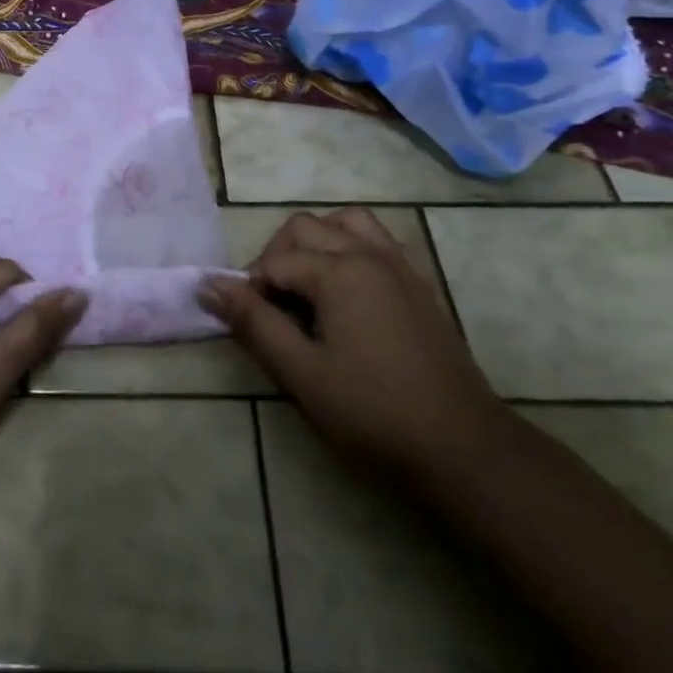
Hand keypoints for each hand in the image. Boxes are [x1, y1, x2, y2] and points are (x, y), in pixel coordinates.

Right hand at [198, 208, 507, 475]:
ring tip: (308, 287)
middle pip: (306, 228)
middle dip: (278, 257)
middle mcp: (370, 255)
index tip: (251, 327)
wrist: (464, 450)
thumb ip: (253, 323)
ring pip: (347, 222)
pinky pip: (379, 241)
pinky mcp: (420, 285)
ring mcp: (401, 267)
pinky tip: (348, 293)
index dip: (252, 289)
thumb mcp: (302, 373)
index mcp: (340, 272)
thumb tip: (208, 284)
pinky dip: (353, 248)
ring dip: (318, 242)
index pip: (276, 260)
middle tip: (273, 307)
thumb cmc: (374, 413)